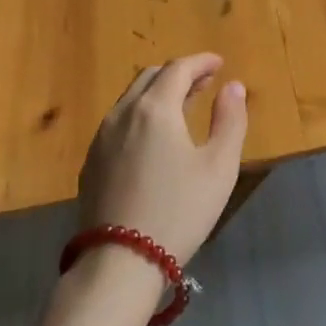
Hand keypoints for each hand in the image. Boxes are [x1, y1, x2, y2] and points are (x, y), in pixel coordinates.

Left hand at [78, 53, 247, 268]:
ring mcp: (101, 138)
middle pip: (150, 77)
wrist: (120, 262)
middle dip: (179, 74)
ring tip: (182, 108)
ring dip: (158, 93)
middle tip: (204, 83)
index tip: (220, 63)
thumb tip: (233, 86)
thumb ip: (230, 120)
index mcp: (154, 108)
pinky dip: (140, 115)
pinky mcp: (91, 163)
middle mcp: (122, 114)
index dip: (201, 62)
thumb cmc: (179, 211)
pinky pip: (118, 123)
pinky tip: (153, 139)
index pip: (178, 69)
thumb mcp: (219, 167)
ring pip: (131, 99)